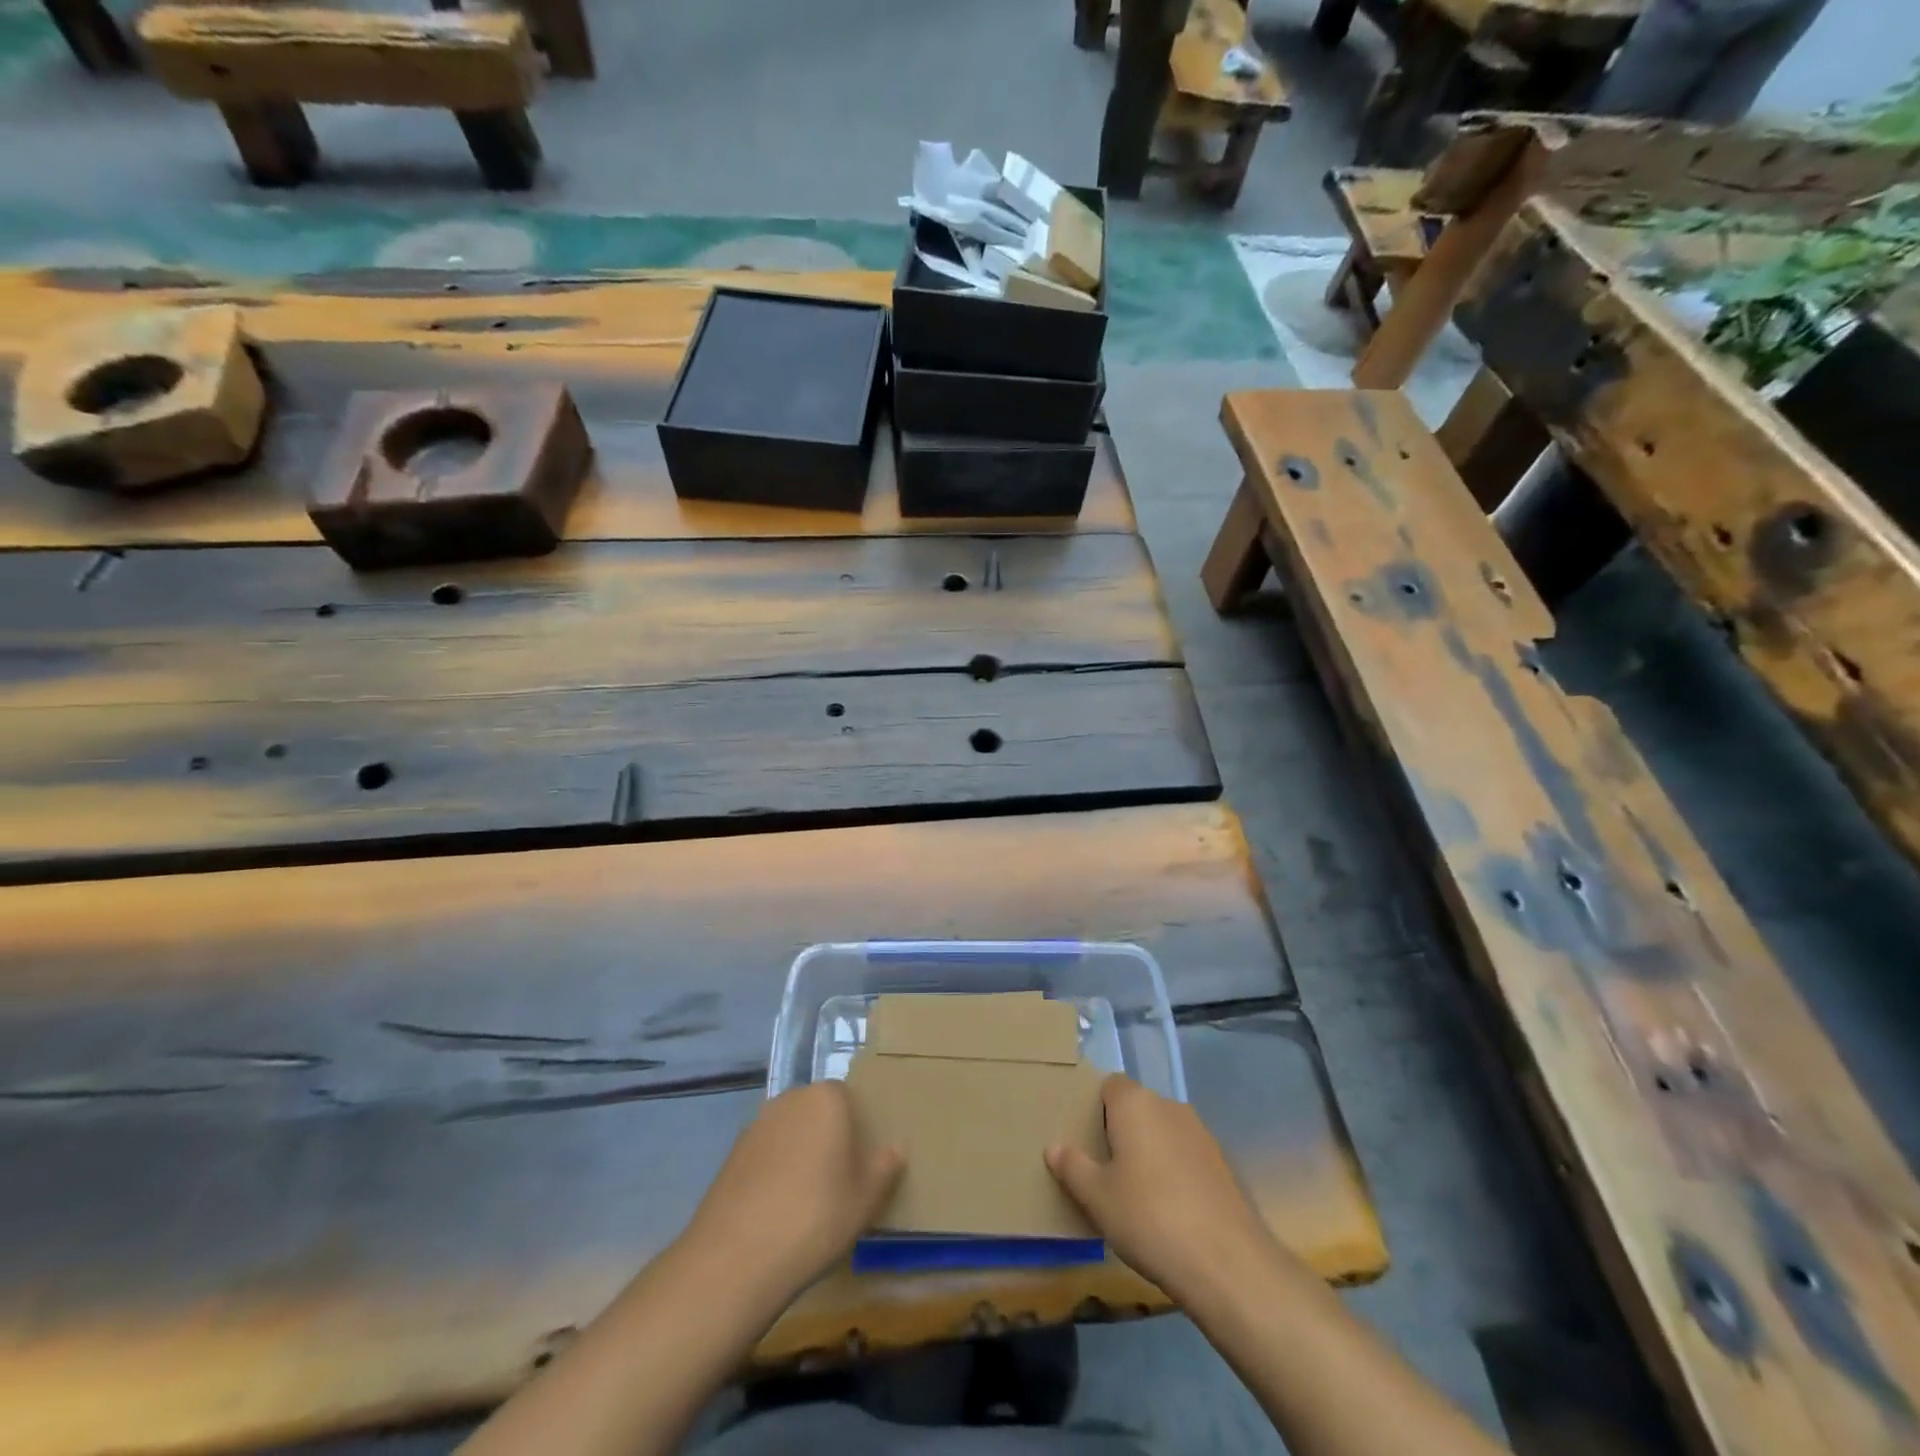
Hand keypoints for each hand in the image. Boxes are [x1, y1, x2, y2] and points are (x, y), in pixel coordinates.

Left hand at [681, 1081, 902, 1299]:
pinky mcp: (732, 1153)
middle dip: (829, 1137)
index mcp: (826, 1098)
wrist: (735, 1258)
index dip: (859, 1130)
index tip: (863, 1164)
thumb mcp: (865, 1199)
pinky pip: (766, 1153)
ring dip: (801, 1154)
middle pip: (818, 1112)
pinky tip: (778, 1210)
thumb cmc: (814, 1218)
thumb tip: (896, 1147)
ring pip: (791, 1132)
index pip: (850, 1099)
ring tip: (808, 1200)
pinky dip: (775, 1171)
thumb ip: (885, 1167)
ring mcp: (756, 1125)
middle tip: (840, 1181)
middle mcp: (790, 1099)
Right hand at [1046, 1075, 1285, 1303]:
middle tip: (1103, 1168)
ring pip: (1163, 1131)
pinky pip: (1185, 1154)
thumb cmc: (1149, 1218)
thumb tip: (1054, 1147)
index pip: (1109, 1085)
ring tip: (1135, 1192)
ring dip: (1149, 1151)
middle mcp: (1169, 1106)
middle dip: (1121, 1130)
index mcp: (1135, 1104)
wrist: (1227, 1263)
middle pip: (1137, 1107)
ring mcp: (1200, 1133)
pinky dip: (1174, 1170)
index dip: (1095, 1107)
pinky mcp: (1221, 1163)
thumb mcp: (1097, 1197)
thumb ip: (1072, 1167)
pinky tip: (1168, 1208)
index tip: (1085, 1138)